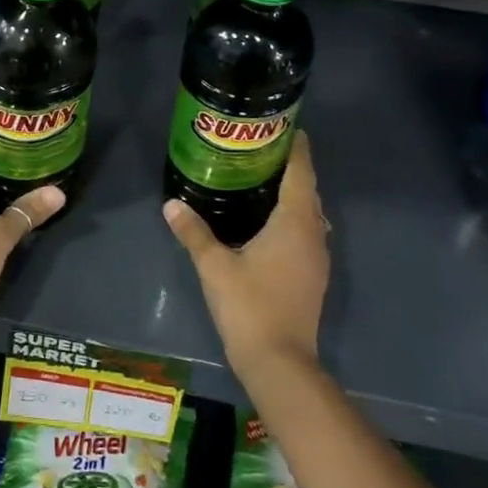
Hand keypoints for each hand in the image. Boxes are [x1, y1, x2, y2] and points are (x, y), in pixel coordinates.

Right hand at [164, 131, 330, 379]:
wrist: (279, 361)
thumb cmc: (249, 306)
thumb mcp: (214, 266)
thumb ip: (194, 232)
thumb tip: (171, 204)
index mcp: (295, 223)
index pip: (300, 172)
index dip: (295, 147)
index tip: (283, 126)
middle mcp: (313, 234)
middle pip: (307, 190)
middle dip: (288, 167)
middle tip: (259, 148)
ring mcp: (316, 257)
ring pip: (307, 213)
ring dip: (291, 193)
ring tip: (259, 178)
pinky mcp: (311, 275)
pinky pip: (304, 232)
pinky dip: (290, 217)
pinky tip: (265, 221)